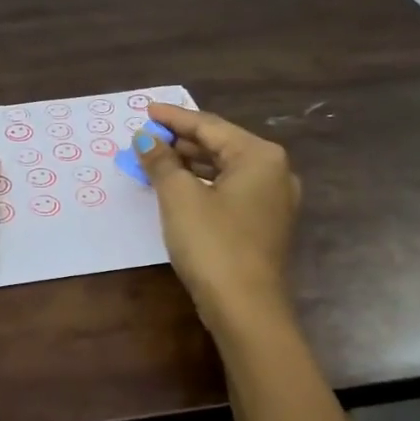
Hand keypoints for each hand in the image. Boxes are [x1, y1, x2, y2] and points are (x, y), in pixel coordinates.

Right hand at [138, 105, 351, 420]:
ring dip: (190, 165)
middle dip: (181, 142)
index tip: (145, 110)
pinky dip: (203, 186)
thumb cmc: (213, 244)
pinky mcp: (266, 225)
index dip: (174, 118)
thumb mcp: (179, 198)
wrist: (247, 310)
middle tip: (146, 138)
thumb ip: (161, 162)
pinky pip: (231, 192)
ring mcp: (274, 201)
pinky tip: (179, 190)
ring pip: (225, 171)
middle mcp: (274, 172)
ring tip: (156, 161)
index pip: (209, 126)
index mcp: (259, 156)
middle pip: (221, 146)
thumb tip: (144, 139)